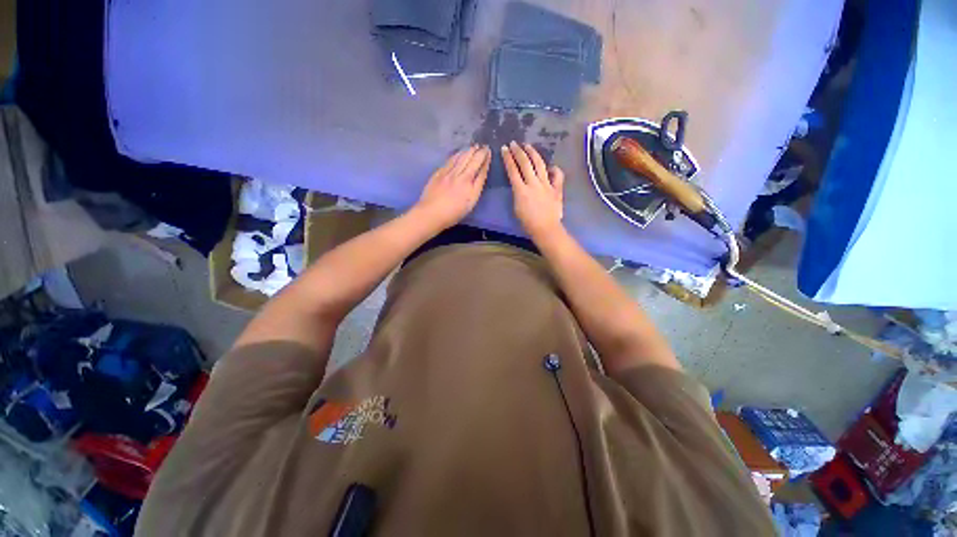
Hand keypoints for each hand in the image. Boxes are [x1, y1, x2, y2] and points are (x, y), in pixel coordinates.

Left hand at [413, 145, 490, 229]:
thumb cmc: (452, 214)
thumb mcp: (470, 205)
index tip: (489, 153)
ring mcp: (449, 174)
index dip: (486, 161)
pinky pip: (450, 160)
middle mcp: (461, 177)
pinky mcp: (439, 173)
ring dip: (469, 151)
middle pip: (472, 161)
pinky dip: (457, 155)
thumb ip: (476, 188)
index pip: (481, 171)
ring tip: (474, 146)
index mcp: (471, 187)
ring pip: (461, 158)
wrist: (431, 213)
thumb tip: (479, 174)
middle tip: (484, 146)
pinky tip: (459, 153)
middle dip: (479, 153)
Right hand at [501, 142, 564, 239]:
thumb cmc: (528, 222)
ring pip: (540, 164)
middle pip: (525, 163)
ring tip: (528, 146)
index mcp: (521, 190)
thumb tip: (519, 184)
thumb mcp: (516, 207)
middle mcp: (533, 183)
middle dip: (518, 151)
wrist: (546, 229)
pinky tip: (550, 166)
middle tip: (514, 143)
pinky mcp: (557, 188)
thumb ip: (517, 193)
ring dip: (533, 153)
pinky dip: (554, 169)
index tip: (504, 149)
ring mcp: (546, 184)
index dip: (507, 158)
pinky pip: (557, 175)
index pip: (513, 170)